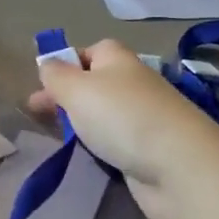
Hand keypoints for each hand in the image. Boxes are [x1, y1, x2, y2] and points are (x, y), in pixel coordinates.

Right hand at [27, 39, 218, 218]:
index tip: (43, 84)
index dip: (66, 63)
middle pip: (96, 83)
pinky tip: (88, 156)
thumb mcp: (76, 89)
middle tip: (39, 115)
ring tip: (60, 139)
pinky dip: (100, 146)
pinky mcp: (151, 149)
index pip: (90, 50)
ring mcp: (145, 117)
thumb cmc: (121, 118)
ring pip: (105, 115)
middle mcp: (134, 83)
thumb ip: (56, 76)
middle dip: (68, 97)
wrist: (179, 168)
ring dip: (83, 124)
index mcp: (118, 59)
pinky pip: (116, 141)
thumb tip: (47, 63)